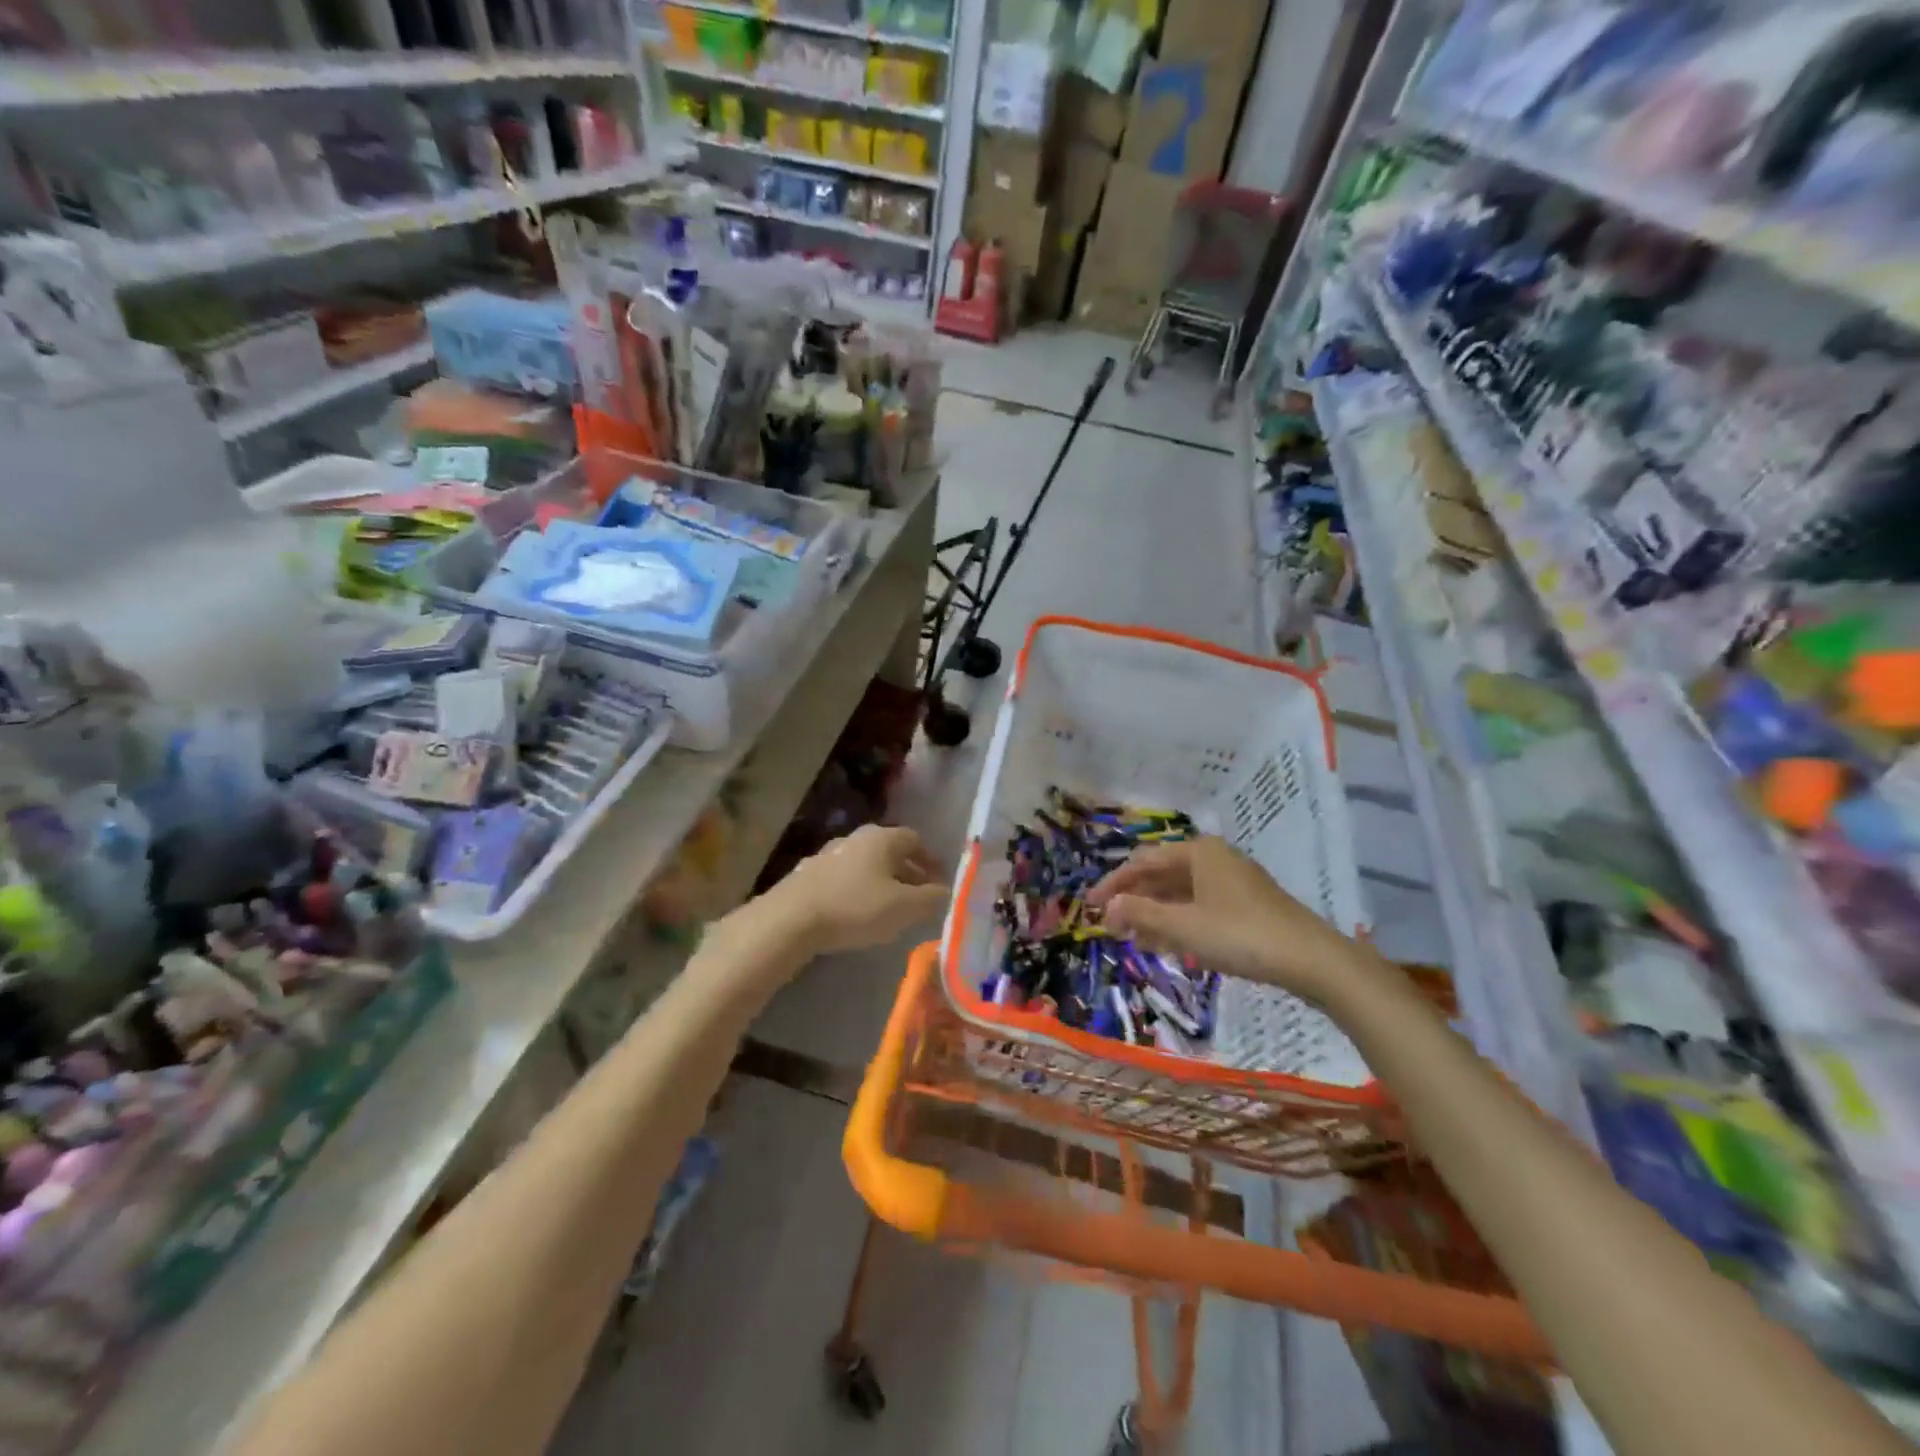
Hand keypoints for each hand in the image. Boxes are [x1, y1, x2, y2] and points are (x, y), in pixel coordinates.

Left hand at [763, 825, 950, 957]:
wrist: (790, 920)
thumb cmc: (855, 908)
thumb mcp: (905, 908)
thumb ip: (931, 898)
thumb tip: (945, 891)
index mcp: (881, 838)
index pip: (915, 840)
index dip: (931, 860)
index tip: (940, 881)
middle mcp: (855, 838)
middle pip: (889, 850)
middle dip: (907, 872)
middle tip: (919, 895)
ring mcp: (827, 854)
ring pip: (865, 864)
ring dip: (881, 881)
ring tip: (889, 907)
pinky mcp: (807, 875)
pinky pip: (843, 878)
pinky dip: (857, 890)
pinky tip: (855, 912)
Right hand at [1087, 836, 1361, 1003]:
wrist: (1311, 959)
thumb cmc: (1239, 934)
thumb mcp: (1183, 926)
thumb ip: (1141, 913)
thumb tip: (1107, 906)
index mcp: (1198, 852)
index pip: (1142, 862)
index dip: (1113, 884)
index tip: (1089, 905)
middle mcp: (1214, 859)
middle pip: (1162, 875)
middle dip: (1134, 900)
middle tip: (1110, 925)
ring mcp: (1233, 882)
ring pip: (1181, 893)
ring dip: (1154, 914)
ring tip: (1132, 938)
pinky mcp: (1246, 906)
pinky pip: (1200, 907)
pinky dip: (1178, 922)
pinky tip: (1167, 944)